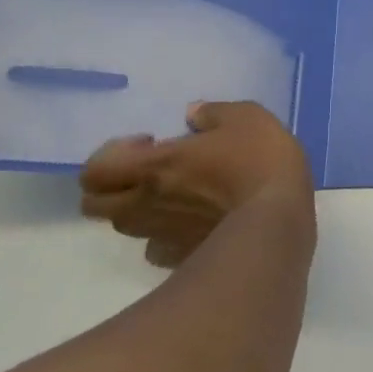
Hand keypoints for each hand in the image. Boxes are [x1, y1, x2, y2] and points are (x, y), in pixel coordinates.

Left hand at [80, 102, 312, 267]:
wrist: (279, 222)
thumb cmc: (259, 161)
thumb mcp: (245, 117)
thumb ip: (213, 112)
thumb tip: (192, 114)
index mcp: (154, 166)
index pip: (93, 171)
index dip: (110, 154)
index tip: (150, 142)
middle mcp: (145, 204)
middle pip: (94, 205)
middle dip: (113, 185)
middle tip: (149, 169)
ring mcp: (161, 236)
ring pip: (125, 227)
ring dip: (138, 208)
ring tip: (174, 194)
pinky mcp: (181, 259)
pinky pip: (156, 248)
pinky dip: (164, 235)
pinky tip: (192, 222)